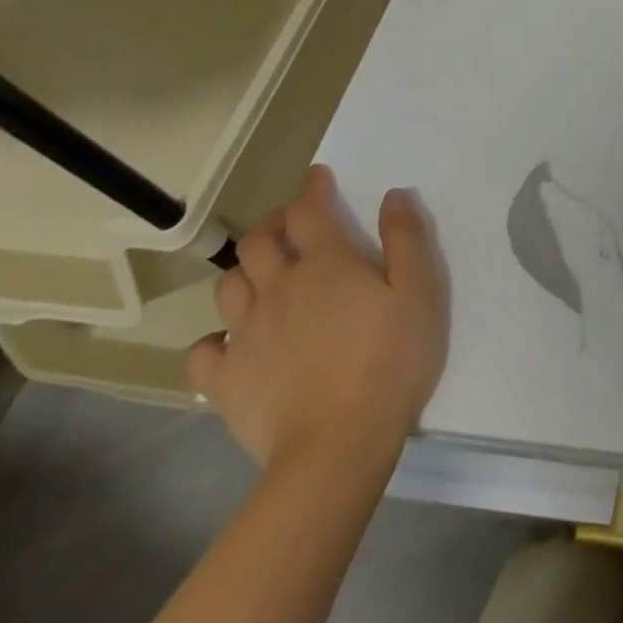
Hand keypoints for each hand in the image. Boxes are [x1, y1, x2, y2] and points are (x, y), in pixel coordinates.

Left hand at [188, 165, 447, 476]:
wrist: (338, 445)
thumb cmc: (390, 359)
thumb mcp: (420, 291)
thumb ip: (407, 238)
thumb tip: (393, 195)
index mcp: (326, 263)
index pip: (309, 210)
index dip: (311, 188)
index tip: (317, 177)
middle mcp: (279, 288)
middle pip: (259, 241)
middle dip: (274, 224)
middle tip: (292, 225)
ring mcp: (246, 335)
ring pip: (228, 285)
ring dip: (245, 271)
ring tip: (263, 276)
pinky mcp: (225, 381)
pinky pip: (203, 351)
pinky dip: (215, 339)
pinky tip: (233, 343)